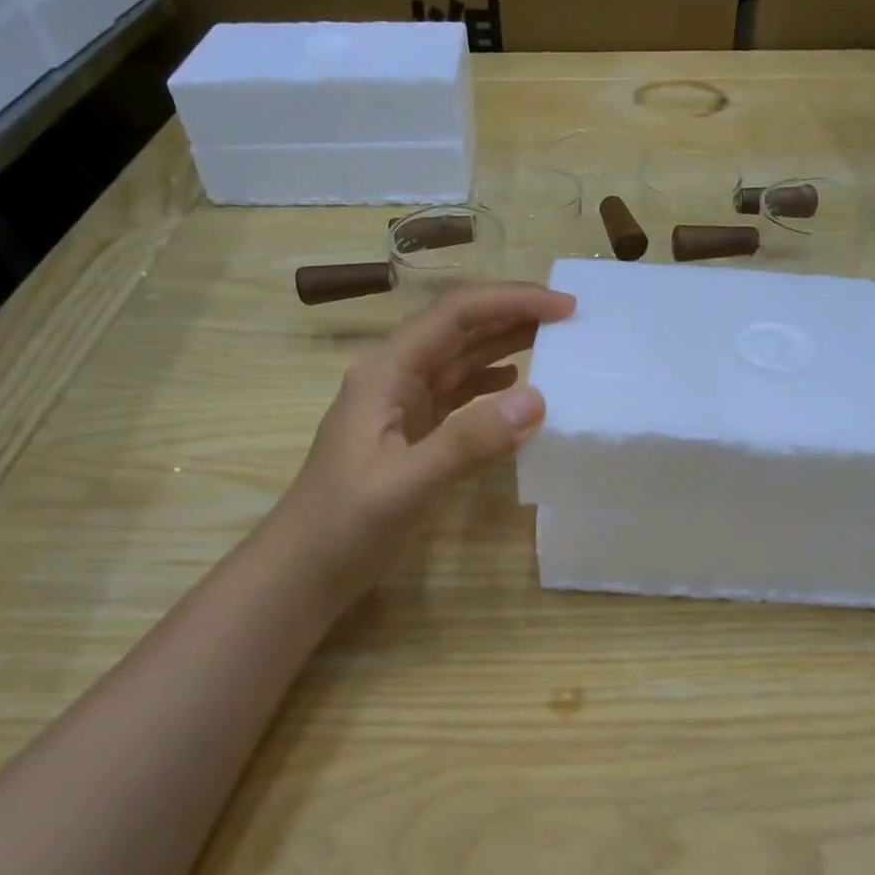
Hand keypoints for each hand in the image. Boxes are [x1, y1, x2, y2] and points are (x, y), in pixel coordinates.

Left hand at [280, 282, 576, 600]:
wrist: (302, 572)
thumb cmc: (343, 527)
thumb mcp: (404, 486)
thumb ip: (467, 443)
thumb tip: (537, 400)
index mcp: (386, 371)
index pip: (456, 315)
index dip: (512, 302)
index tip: (565, 307)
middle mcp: (395, 375)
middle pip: (460, 328)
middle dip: (514, 314)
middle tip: (571, 319)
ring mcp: (402, 404)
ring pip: (461, 358)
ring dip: (506, 343)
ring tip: (556, 341)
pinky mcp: (412, 432)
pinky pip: (459, 393)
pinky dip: (491, 382)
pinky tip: (516, 384)